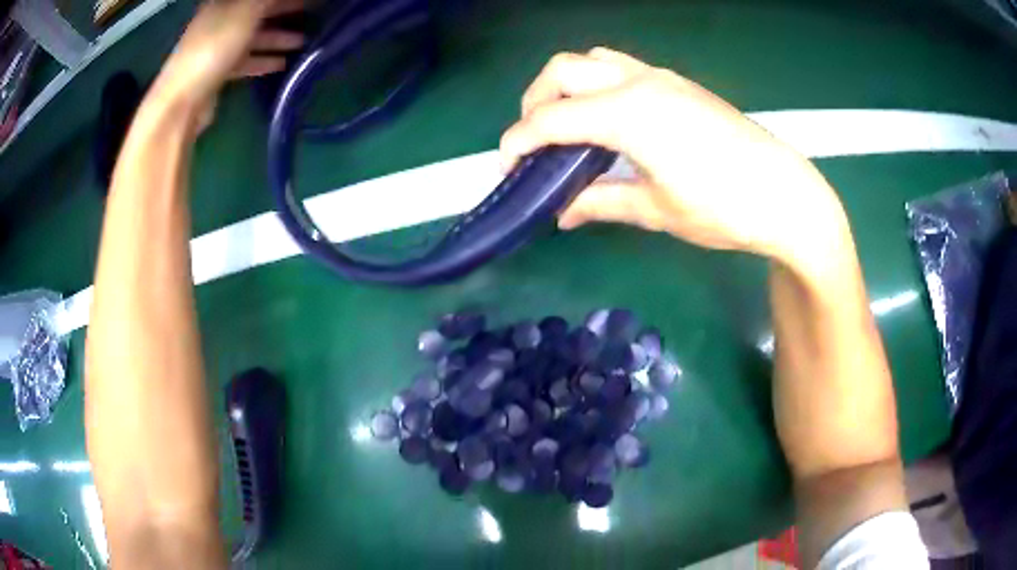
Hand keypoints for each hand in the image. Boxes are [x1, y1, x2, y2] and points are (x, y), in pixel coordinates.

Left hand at [152, 0, 304, 113]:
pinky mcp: (217, 72)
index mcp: (223, 3)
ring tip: (304, 43)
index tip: (307, 1)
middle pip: (257, 12)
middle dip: (285, 12)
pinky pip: (246, 61)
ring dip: (278, 38)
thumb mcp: (246, 11)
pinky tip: (283, 64)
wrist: (183, 101)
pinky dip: (263, 60)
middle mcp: (219, 21)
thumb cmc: (212, 48)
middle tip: (312, 16)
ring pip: (253, 37)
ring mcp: (217, 48)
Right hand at [500, 48, 849, 267]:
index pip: (552, 118)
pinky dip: (596, 84)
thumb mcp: (657, 211)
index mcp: (628, 114)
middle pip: (562, 69)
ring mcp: (661, 77)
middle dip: (534, 101)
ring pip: (592, 59)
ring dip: (566, 85)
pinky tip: (607, 119)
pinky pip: (620, 67)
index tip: (505, 167)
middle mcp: (638, 83)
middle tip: (533, 142)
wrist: (785, 195)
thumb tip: (562, 214)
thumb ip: (602, 203)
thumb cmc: (724, 209)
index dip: (519, 140)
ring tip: (567, 124)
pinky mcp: (678, 83)